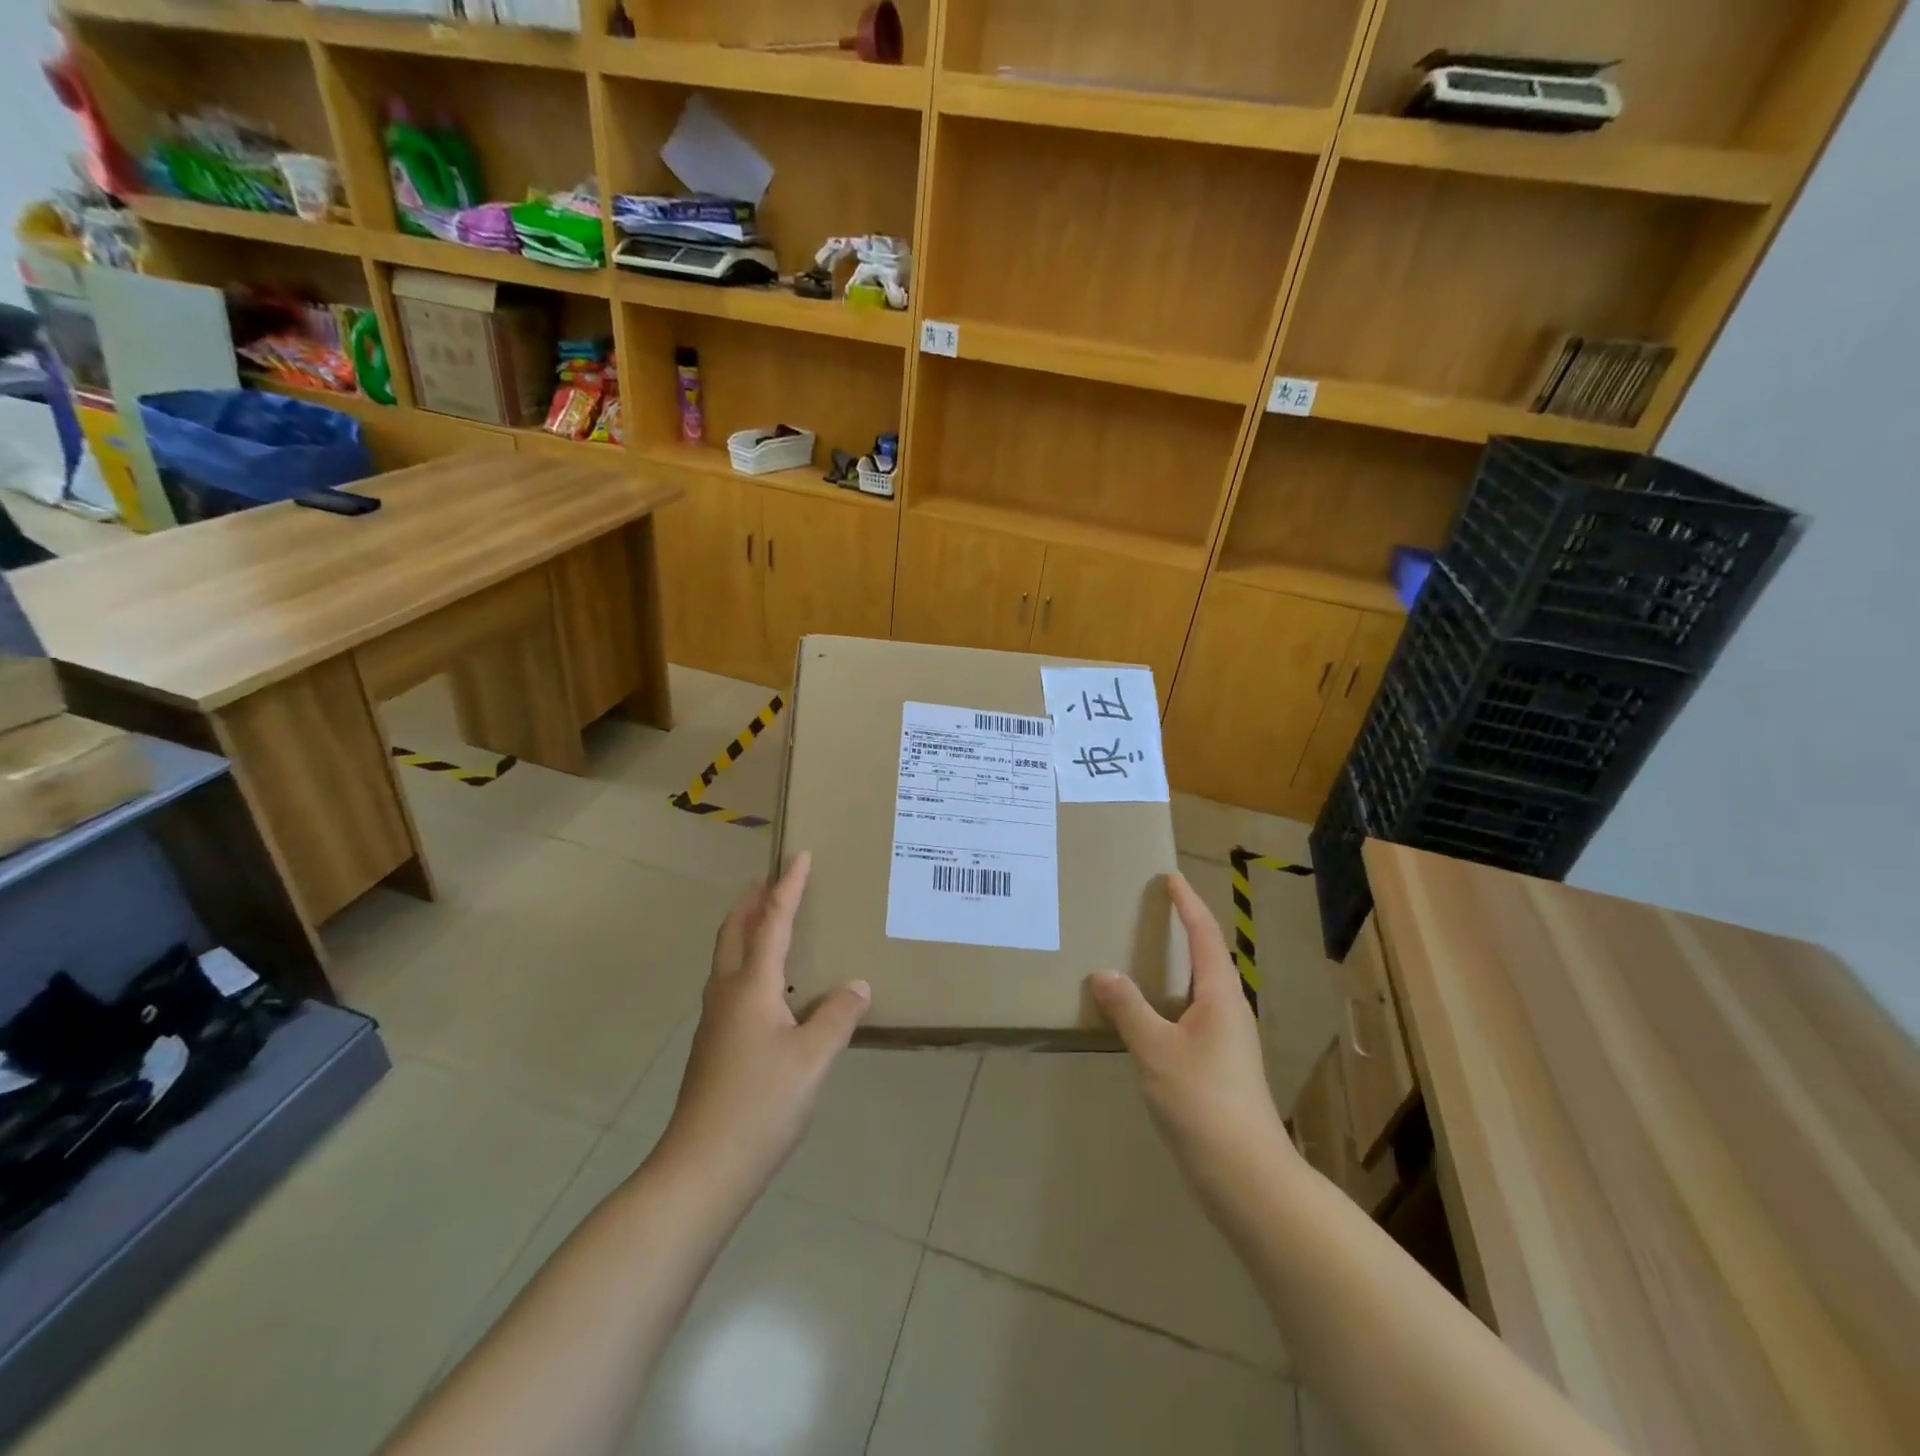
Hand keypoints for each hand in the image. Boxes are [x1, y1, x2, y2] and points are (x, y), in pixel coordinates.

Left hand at [658, 853, 870, 1197]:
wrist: (702, 1169)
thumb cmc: (760, 1105)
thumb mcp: (813, 1059)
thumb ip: (838, 1016)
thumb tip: (856, 985)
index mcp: (751, 985)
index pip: (771, 922)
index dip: (788, 887)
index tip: (799, 855)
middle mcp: (727, 992)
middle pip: (734, 930)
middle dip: (753, 899)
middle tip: (774, 877)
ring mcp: (715, 1019)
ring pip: (728, 956)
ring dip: (747, 928)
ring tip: (773, 922)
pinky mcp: (714, 1044)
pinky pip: (731, 982)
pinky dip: (749, 961)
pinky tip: (772, 987)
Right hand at [1087, 874, 1295, 1213]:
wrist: (1245, 1175)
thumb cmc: (1202, 1101)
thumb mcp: (1156, 1050)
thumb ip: (1128, 1008)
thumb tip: (1103, 973)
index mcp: (1220, 996)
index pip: (1204, 936)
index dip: (1188, 905)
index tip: (1171, 878)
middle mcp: (1228, 1011)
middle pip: (1208, 958)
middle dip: (1185, 929)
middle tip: (1154, 909)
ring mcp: (1227, 1042)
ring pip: (1200, 990)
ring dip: (1177, 966)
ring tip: (1144, 955)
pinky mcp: (1219, 1068)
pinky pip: (1191, 1015)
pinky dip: (1170, 1000)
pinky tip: (1148, 1015)